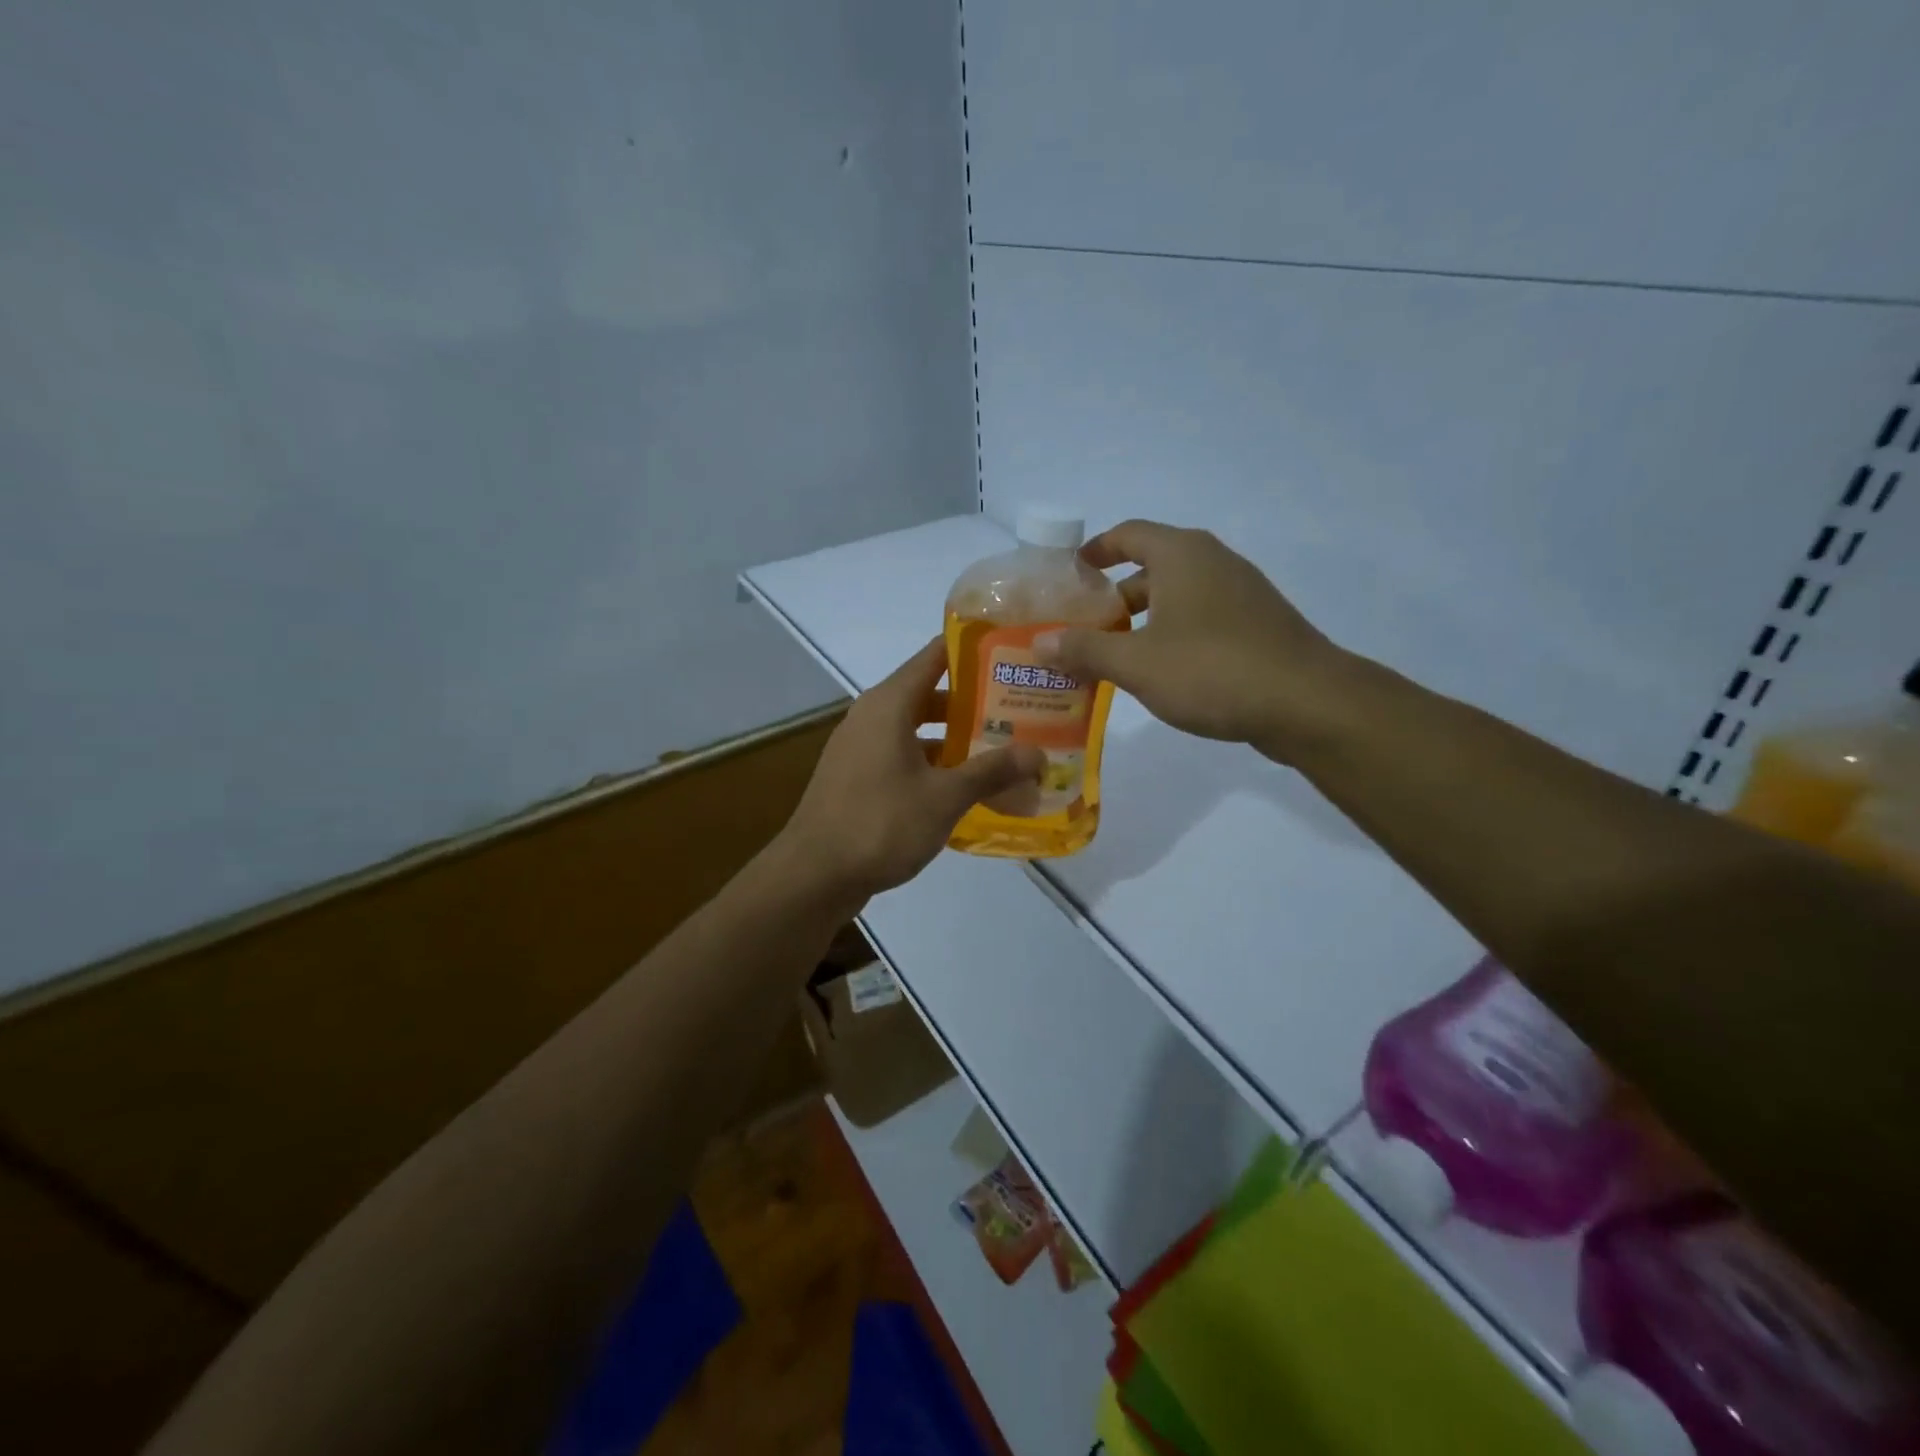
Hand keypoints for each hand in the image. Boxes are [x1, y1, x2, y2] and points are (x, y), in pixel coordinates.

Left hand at [781, 639, 1044, 898]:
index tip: (1012, 652)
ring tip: (1001, 750)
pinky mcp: (857, 778)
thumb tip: (1038, 754)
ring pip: (916, 729)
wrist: (814, 875)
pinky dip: (933, 765)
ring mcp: (860, 748)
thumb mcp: (945, 797)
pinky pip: (902, 757)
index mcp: (889, 704)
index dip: (972, 650)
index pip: (934, 656)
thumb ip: (992, 771)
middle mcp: (871, 716)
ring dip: (954, 739)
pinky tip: (964, 788)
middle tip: (1020, 711)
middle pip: (929, 694)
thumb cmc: (881, 824)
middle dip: (973, 703)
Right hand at [1034, 520, 1353, 762]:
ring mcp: (1241, 594)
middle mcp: (1213, 562)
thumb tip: (1039, 643)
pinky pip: (1201, 619)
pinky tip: (1159, 673)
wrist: (1307, 703)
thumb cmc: (1212, 670)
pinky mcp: (1257, 625)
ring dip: (1141, 621)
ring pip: (1176, 597)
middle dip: (1112, 597)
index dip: (1095, 551)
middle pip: (1150, 568)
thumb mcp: (1137, 663)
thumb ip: (1085, 650)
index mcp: (1182, 555)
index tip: (1069, 574)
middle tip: (1081, 628)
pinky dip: (1171, 635)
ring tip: (1111, 656)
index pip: (1128, 534)